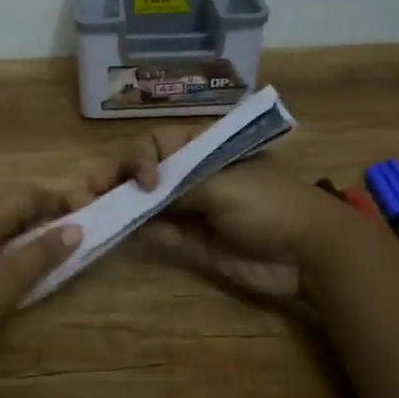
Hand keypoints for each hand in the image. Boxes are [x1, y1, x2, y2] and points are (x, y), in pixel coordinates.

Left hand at [0, 187, 82, 356]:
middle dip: (40, 218)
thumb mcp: (8, 279)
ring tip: (38, 258)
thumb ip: (42, 253)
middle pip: (10, 205)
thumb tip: (75, 227)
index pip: (30, 193)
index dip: (60, 203)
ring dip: (18, 235)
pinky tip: (0, 271)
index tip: (86, 219)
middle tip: (66, 241)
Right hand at [76, 128, 353, 302]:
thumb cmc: (271, 205)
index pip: (157, 144)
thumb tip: (140, 192)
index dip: (140, 158)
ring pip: (145, 203)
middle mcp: (192, 176)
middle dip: (116, 178)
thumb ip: (179, 185)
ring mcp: (190, 209)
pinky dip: (136, 230)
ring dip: (119, 204)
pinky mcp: (191, 242)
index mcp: (203, 150)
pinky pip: (157, 233)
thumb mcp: (224, 185)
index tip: (145, 181)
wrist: (309, 253)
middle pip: (144, 172)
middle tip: (89, 191)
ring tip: (89, 208)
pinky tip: (115, 229)